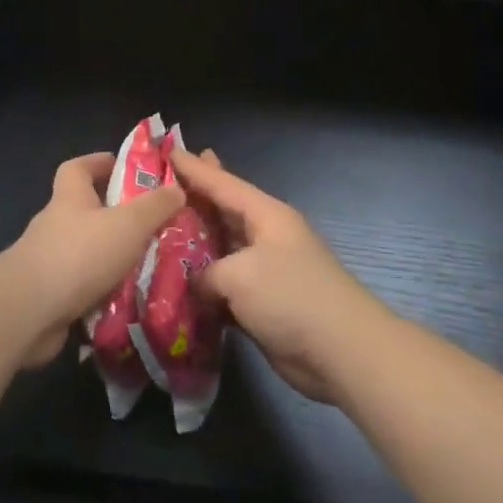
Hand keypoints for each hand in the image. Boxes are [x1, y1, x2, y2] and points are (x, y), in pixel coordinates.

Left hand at [2, 153, 184, 367]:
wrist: (28, 311)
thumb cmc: (80, 254)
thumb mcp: (129, 223)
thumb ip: (156, 205)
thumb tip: (177, 188)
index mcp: (69, 199)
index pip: (77, 168)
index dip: (98, 162)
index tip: (122, 166)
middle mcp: (55, 225)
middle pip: (84, 211)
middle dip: (115, 216)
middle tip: (151, 225)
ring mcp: (48, 262)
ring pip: (86, 251)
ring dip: (112, 257)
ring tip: (149, 266)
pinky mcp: (48, 296)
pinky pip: (82, 286)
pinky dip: (103, 291)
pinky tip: (129, 301)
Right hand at [171, 148, 398, 402]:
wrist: (341, 351)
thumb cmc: (292, 297)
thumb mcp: (239, 276)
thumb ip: (206, 273)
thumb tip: (198, 284)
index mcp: (266, 216)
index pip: (223, 184)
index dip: (194, 169)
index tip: (169, 151)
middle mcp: (266, 237)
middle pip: (223, 211)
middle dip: (197, 196)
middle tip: (166, 181)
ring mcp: (265, 271)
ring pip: (221, 249)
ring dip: (194, 244)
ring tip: (162, 230)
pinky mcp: (262, 303)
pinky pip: (224, 285)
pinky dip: (203, 284)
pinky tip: (177, 283)